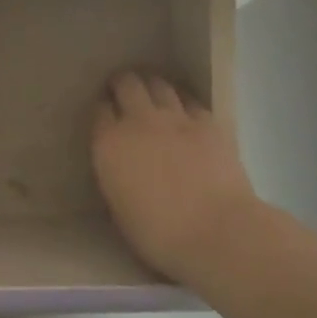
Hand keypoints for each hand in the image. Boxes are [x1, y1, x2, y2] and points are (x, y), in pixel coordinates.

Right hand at [92, 70, 258, 283]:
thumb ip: (117, 178)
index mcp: (109, 144)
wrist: (217, 232)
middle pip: (126, 83)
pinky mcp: (207, 122)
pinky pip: (190, 100)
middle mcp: (138, 121)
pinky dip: (183, 100)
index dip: (103, 109)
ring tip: (152, 92)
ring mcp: (175, 118)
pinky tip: (184, 109)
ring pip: (158, 83)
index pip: (99, 110)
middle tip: (123, 91)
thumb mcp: (119, 209)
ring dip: (152, 85)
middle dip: (122, 83)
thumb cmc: (159, 235)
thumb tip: (122, 169)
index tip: (106, 115)